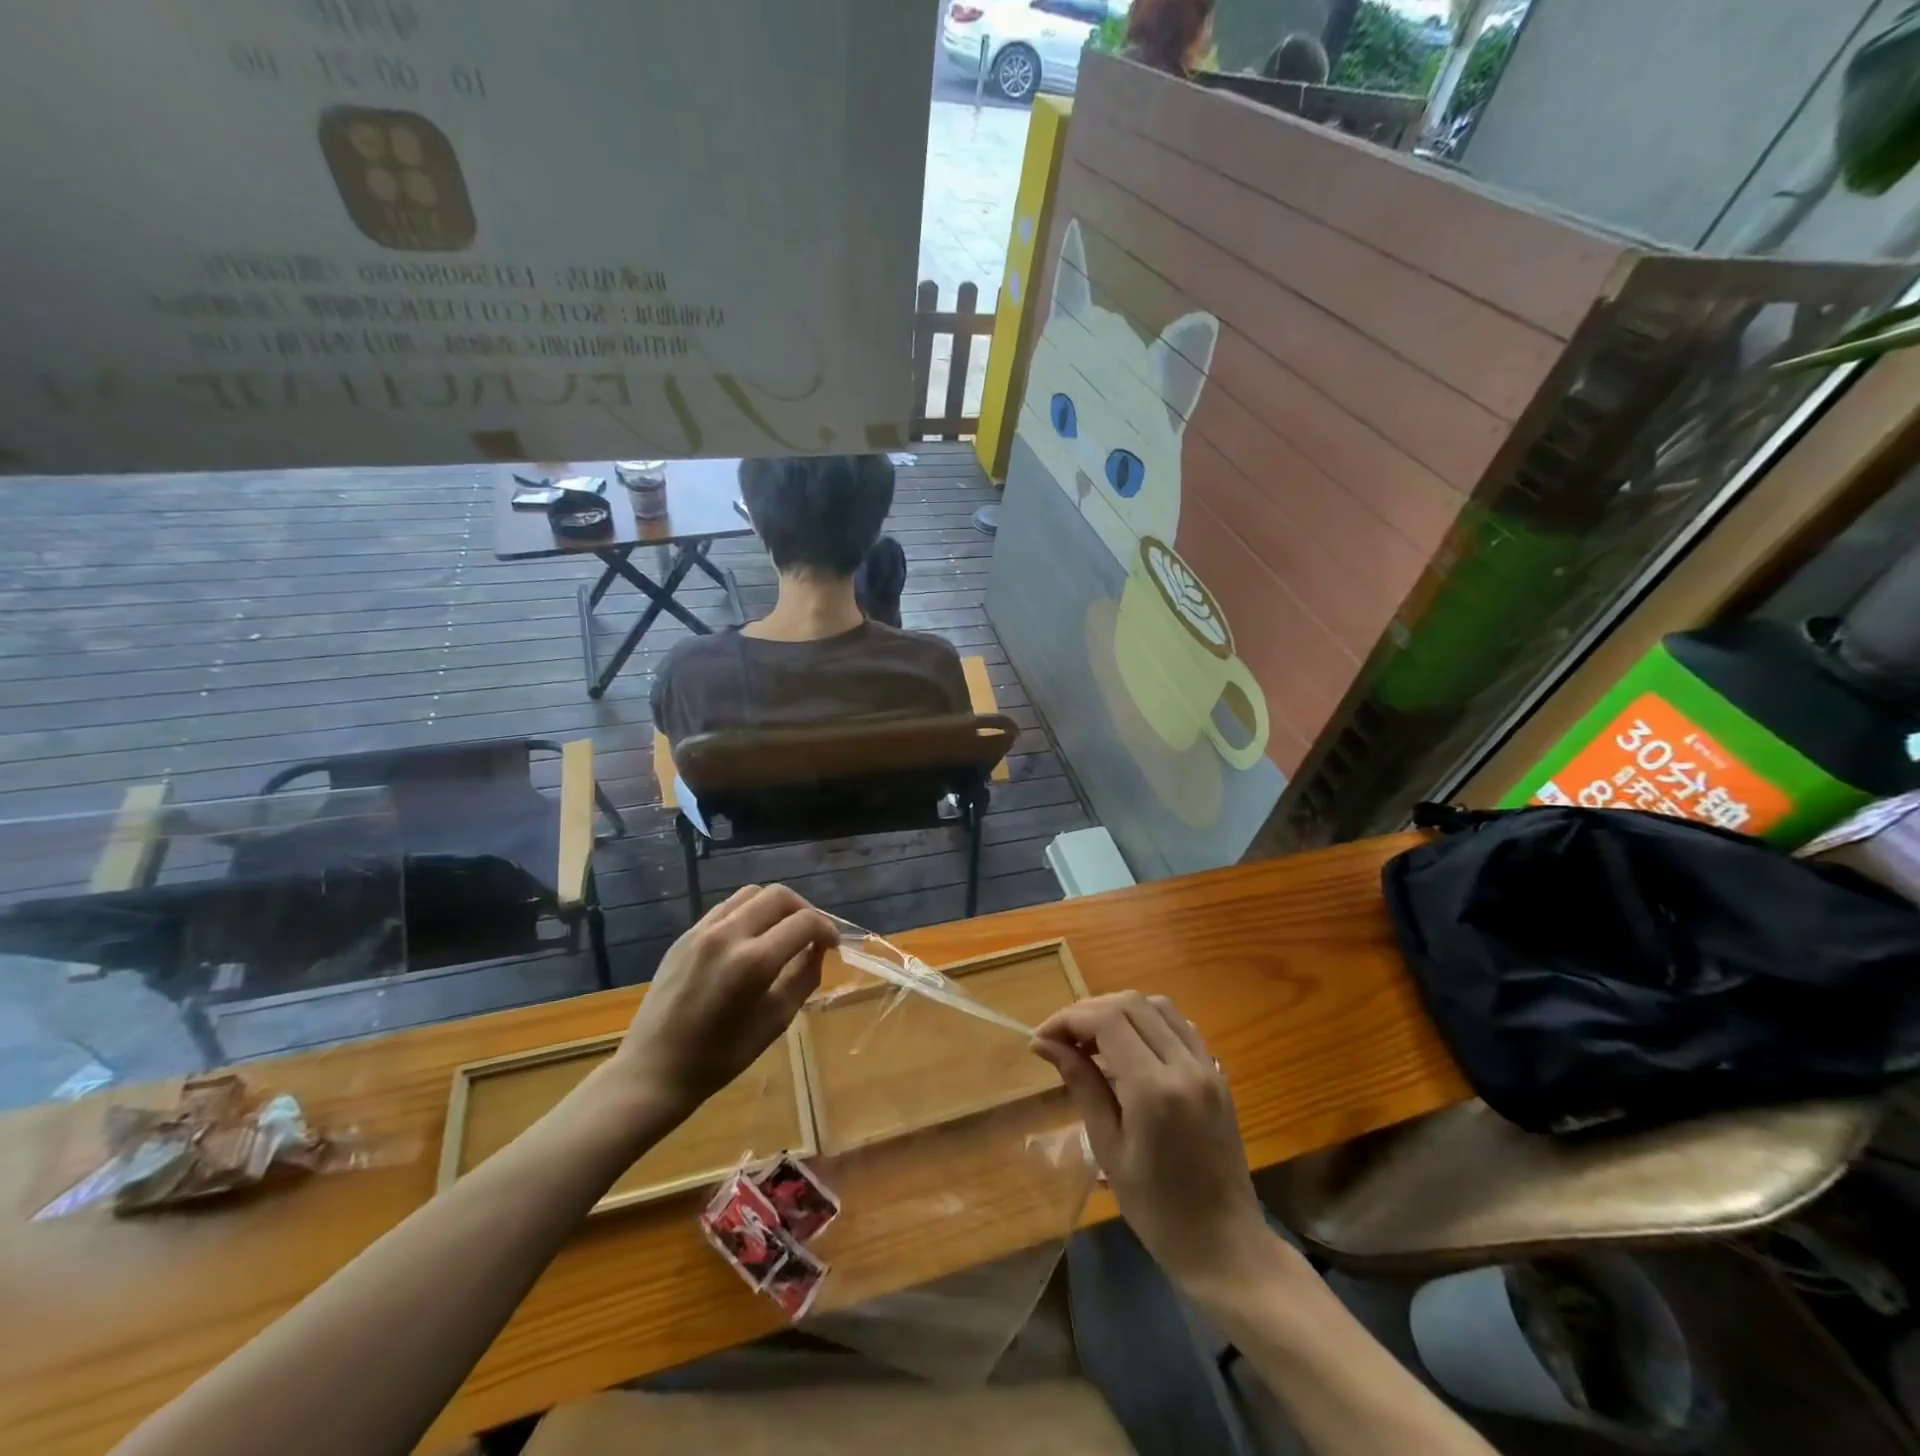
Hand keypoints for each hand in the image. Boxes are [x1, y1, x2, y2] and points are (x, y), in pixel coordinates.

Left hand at [610, 884, 838, 1121]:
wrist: (654, 1070)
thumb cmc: (720, 1057)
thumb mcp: (776, 1021)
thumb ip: (804, 978)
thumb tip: (818, 950)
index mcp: (754, 962)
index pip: (804, 922)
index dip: (827, 928)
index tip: (833, 944)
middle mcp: (728, 935)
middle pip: (779, 896)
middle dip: (804, 910)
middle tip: (811, 935)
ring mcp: (702, 931)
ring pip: (752, 893)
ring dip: (775, 907)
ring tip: (782, 932)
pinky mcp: (685, 935)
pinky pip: (726, 908)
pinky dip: (749, 913)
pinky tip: (751, 939)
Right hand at [1032, 992, 1269, 1292]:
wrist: (1225, 1246)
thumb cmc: (1157, 1210)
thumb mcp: (1108, 1149)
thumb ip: (1082, 1085)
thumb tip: (1046, 1044)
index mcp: (1154, 1089)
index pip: (1107, 1020)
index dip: (1069, 1018)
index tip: (1042, 1039)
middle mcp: (1184, 1066)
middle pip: (1131, 1004)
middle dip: (1089, 1011)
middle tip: (1062, 1038)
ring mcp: (1206, 1067)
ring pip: (1157, 1006)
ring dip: (1119, 1010)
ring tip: (1092, 1039)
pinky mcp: (1217, 1074)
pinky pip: (1180, 1025)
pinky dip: (1149, 1022)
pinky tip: (1130, 1046)